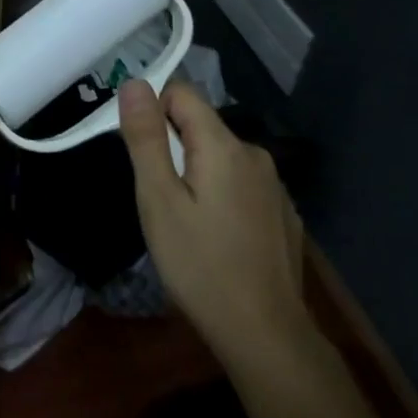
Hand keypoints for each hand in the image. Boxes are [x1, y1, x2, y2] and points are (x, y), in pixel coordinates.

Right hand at [118, 80, 307, 367]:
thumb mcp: (158, 200)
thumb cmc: (200, 265)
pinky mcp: (282, 214)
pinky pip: (240, 185)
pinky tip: (216, 238)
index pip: (181, 93)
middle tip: (158, 198)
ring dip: (196, 174)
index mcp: (224, 145)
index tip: (140, 154)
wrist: (265, 334)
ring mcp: (273, 185)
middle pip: (200, 126)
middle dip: (171, 148)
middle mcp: (255, 154)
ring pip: (220, 158)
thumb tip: (134, 82)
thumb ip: (146, 138)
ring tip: (184, 222)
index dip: (152, 112)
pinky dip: (220, 196)